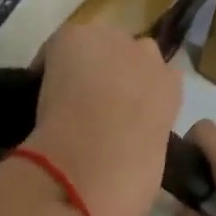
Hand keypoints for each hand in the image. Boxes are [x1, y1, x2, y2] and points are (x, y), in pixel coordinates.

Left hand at [26, 24, 182, 215]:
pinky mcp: (77, 37)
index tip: (120, 111)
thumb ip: (146, 133)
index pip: (158, 76)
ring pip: (98, 42)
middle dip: (114, 69)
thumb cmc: (129, 179)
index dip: (136, 92)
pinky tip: (43, 84)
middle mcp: (149, 57)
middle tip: (93, 100)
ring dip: (87, 60)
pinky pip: (61, 43)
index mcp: (172, 90)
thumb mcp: (152, 156)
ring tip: (66, 90)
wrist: (92, 166)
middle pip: (130, 51)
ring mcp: (113, 42)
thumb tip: (127, 137)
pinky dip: (50, 60)